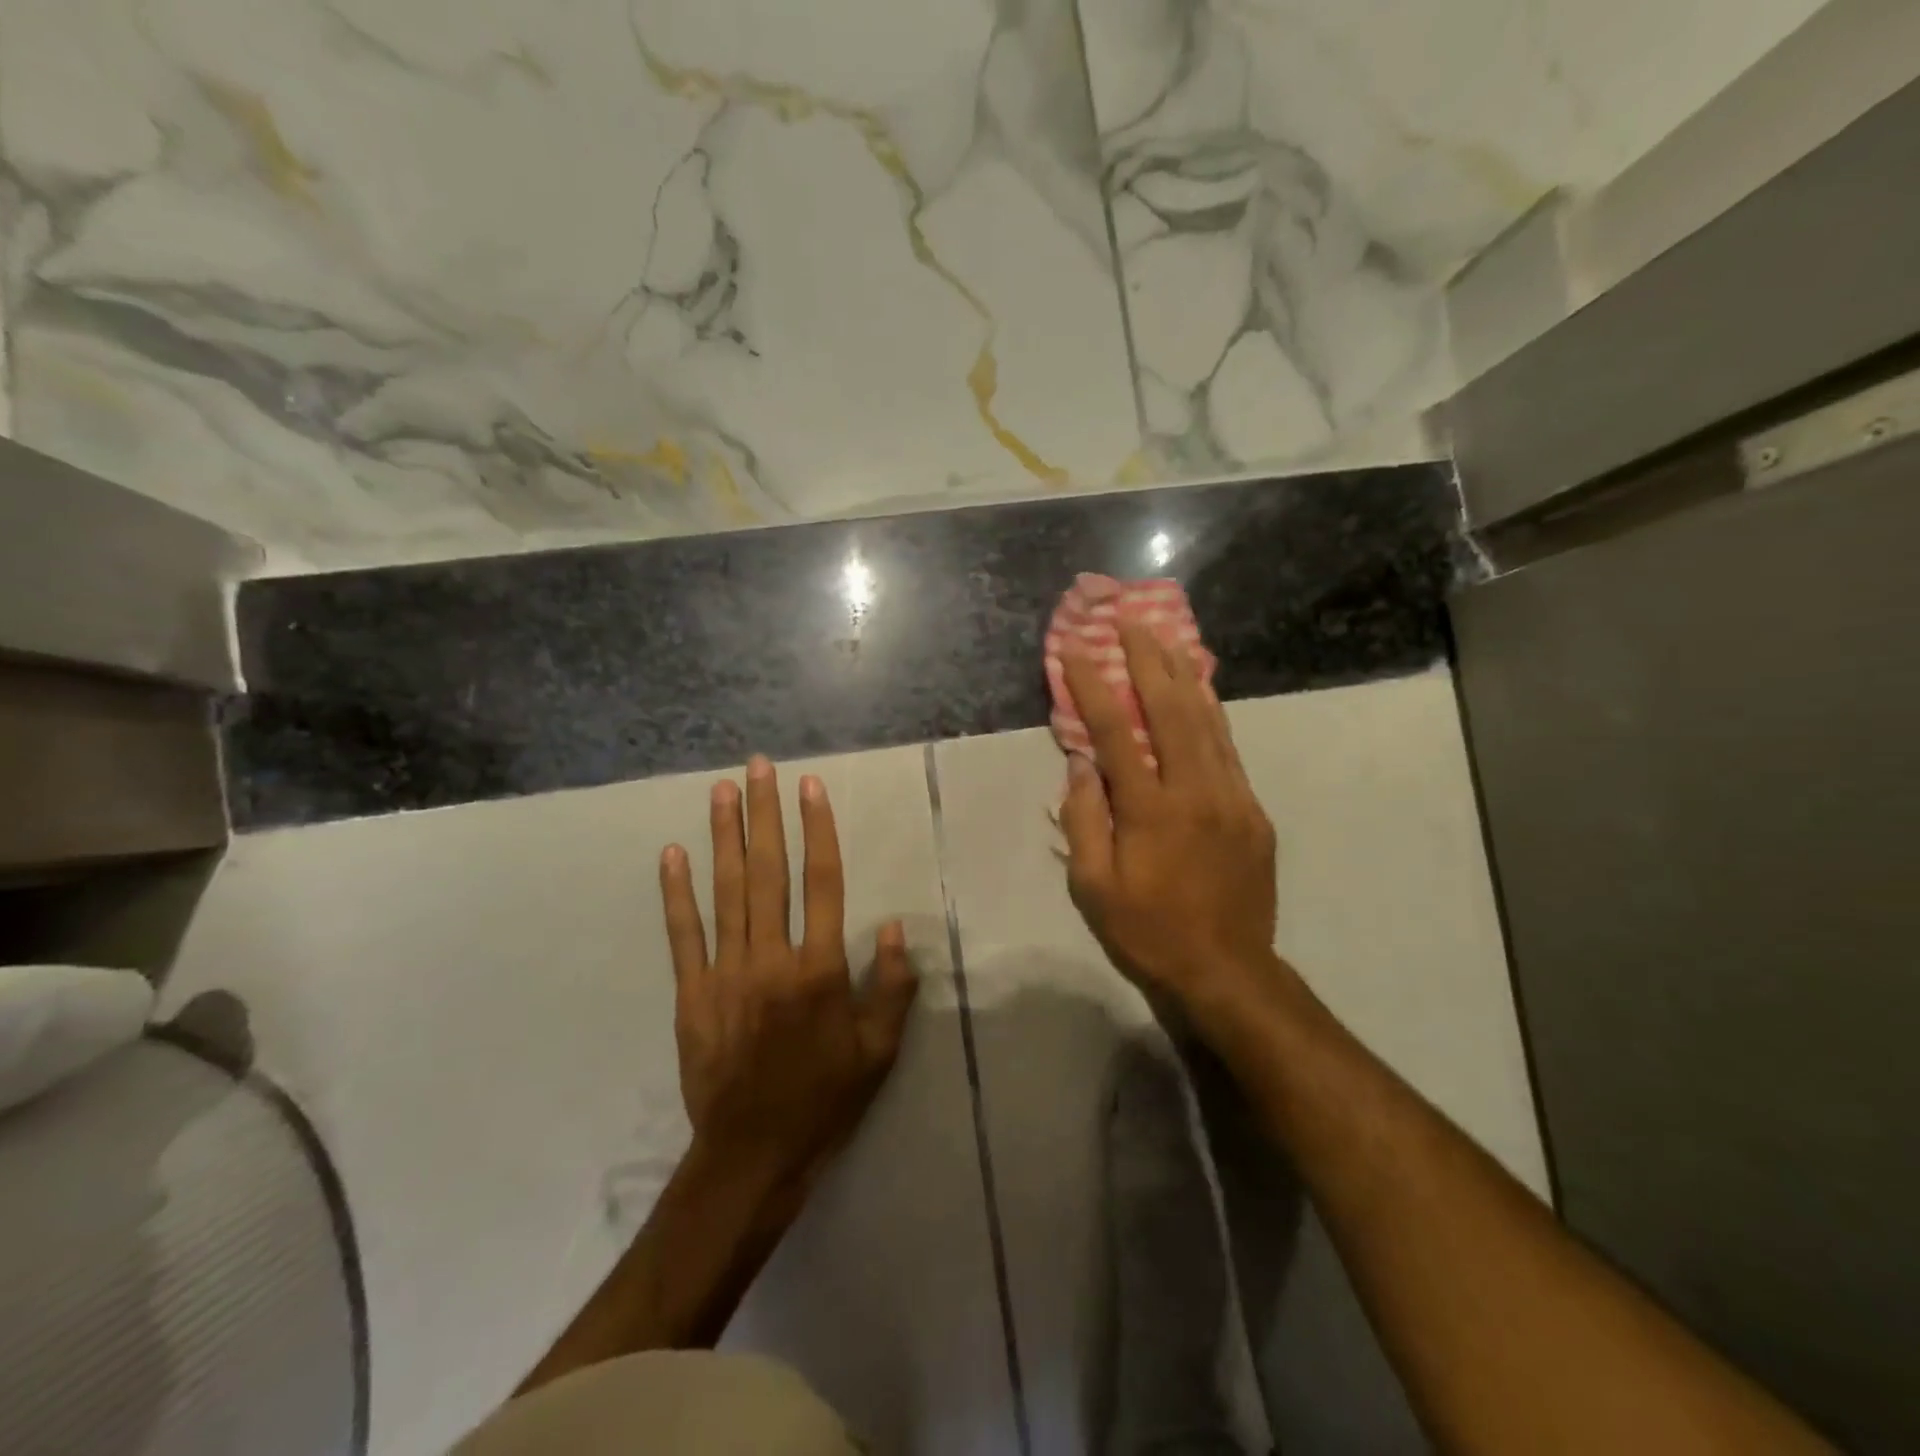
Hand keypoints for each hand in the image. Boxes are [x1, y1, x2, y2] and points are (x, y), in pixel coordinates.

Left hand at [660, 756, 919, 1190]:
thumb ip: (893, 987)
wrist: (752, 1154)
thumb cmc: (825, 1099)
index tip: (811, 788)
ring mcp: (726, 973)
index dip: (818, 831)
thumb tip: (895, 927)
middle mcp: (772, 959)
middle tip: (759, 767)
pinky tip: (673, 854)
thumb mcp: (879, 1051)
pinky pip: (683, 935)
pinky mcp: (692, 993)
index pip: (823, 883)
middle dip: (765, 815)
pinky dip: (677, 893)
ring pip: (727, 892)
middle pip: (769, 873)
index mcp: (820, 970)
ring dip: (724, 837)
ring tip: (721, 791)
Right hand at [1059, 618, 1281, 1025]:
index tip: (1074, 650)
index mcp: (1150, 810)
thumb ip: (1083, 820)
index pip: (1116, 732)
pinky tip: (1199, 693)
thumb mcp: (1093, 887)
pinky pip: (1228, 750)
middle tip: (1130, 621)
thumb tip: (1079, 765)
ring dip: (1182, 675)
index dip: (1092, 686)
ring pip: (1207, 721)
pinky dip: (1211, 713)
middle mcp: (1195, 791)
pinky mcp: (1253, 811)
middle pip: (1171, 709)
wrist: (1227, 970)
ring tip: (1165, 638)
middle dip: (1147, 659)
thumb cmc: (1147, 931)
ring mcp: (1232, 798)